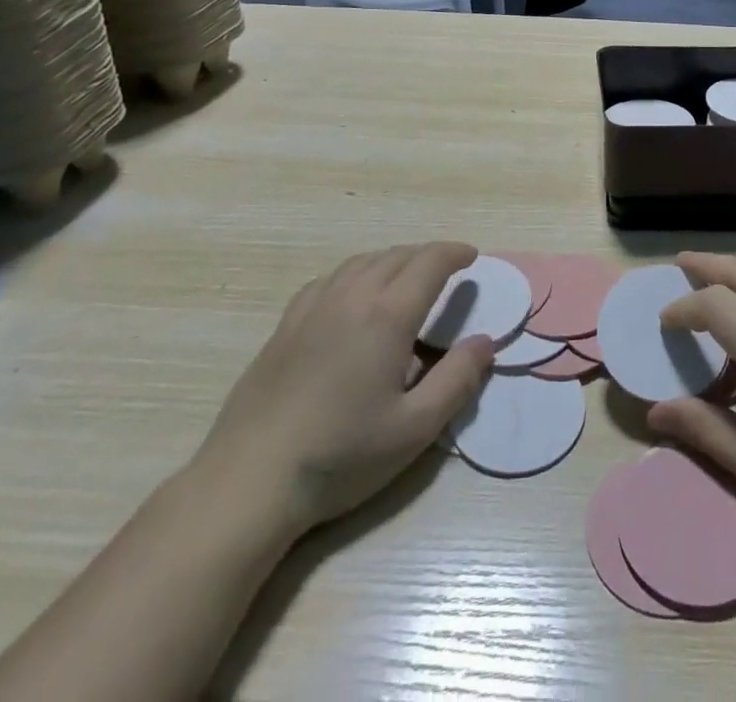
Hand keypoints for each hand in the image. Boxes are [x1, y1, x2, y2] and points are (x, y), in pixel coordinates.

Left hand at [189, 243, 493, 541]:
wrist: (250, 481)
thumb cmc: (340, 456)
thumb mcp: (415, 429)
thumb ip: (457, 380)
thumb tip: (485, 342)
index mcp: (387, 314)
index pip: (430, 263)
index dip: (454, 253)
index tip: (471, 257)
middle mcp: (352, 296)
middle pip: (397, 255)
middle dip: (428, 255)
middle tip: (447, 270)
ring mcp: (313, 307)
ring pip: (362, 261)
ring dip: (393, 260)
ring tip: (407, 277)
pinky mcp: (286, 325)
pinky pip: (330, 278)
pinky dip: (356, 272)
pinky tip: (353, 294)